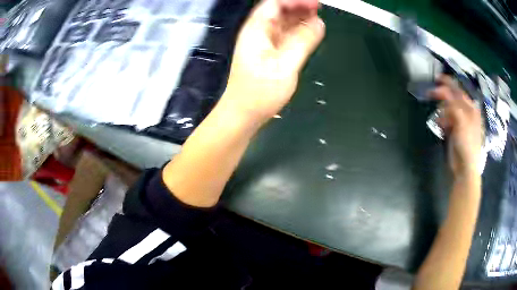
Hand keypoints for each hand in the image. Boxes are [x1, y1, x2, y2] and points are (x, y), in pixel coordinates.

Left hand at [222, 0, 324, 122]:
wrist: (245, 113)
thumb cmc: (260, 92)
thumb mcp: (285, 66)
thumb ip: (303, 42)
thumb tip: (319, 24)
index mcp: (257, 29)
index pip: (275, 3)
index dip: (295, 0)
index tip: (315, 3)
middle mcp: (259, 32)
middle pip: (279, 10)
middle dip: (299, 6)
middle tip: (319, 8)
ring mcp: (264, 42)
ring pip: (283, 22)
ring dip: (300, 17)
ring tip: (318, 17)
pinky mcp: (269, 53)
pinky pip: (285, 35)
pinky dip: (298, 31)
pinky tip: (310, 32)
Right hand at [429, 76, 483, 176]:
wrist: (465, 167)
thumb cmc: (467, 144)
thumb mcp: (462, 122)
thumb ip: (453, 105)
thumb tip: (443, 91)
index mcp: (471, 109)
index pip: (459, 91)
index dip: (448, 83)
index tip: (436, 79)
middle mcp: (467, 112)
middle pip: (453, 98)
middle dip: (443, 96)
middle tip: (431, 94)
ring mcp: (461, 121)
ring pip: (449, 108)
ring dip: (442, 111)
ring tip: (439, 120)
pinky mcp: (455, 130)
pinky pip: (447, 119)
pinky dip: (442, 119)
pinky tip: (441, 125)